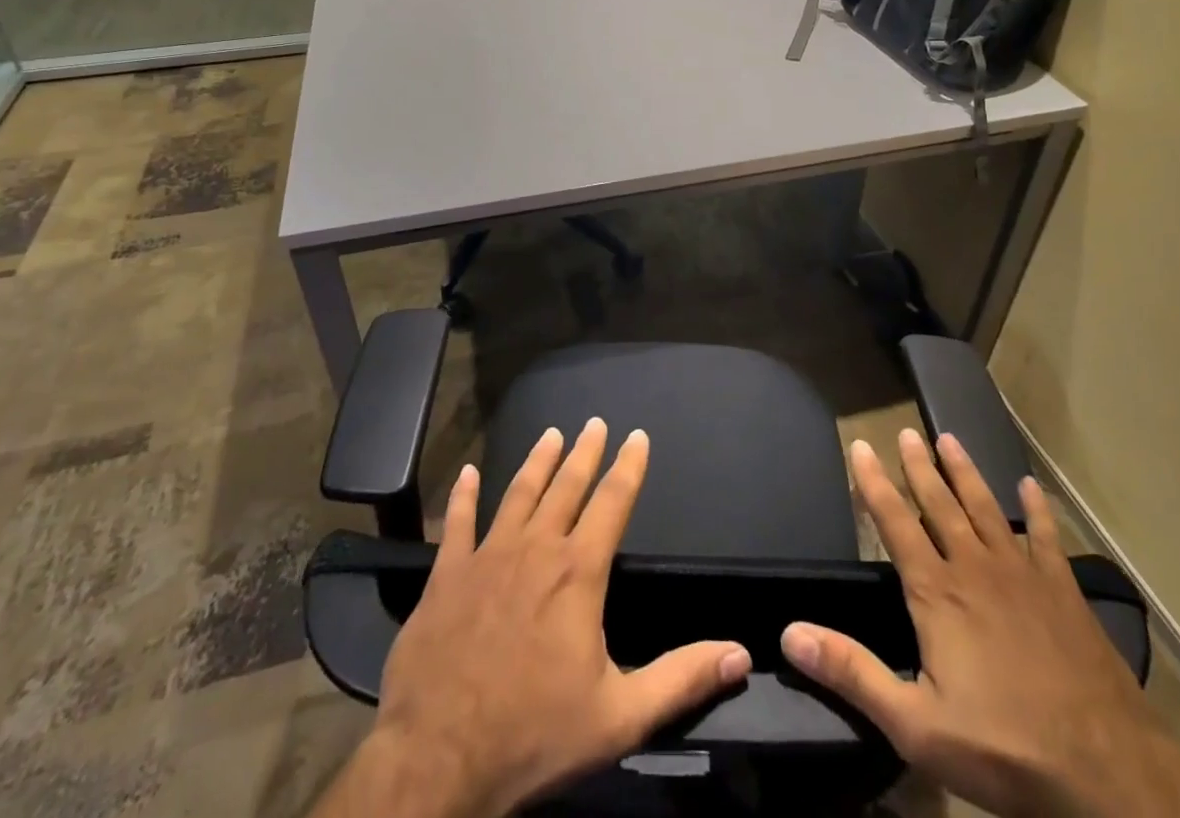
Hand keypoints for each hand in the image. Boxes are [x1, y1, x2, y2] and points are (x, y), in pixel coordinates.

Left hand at [319, 419, 751, 817]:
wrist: (439, 758)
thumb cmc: (534, 735)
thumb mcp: (620, 717)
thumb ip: (681, 679)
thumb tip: (740, 654)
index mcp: (578, 573)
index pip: (612, 503)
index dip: (629, 467)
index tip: (637, 435)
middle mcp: (535, 549)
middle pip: (566, 487)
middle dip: (585, 452)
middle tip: (595, 422)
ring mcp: (487, 556)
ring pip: (518, 493)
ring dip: (537, 462)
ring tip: (551, 433)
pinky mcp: (447, 574)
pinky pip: (458, 523)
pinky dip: (463, 495)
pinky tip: (468, 473)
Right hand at [780, 431, 1179, 817]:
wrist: (1108, 774)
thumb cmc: (1003, 748)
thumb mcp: (915, 725)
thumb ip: (852, 673)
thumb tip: (789, 633)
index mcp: (936, 591)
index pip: (894, 522)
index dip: (872, 482)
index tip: (859, 445)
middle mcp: (974, 567)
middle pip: (939, 504)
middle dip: (919, 466)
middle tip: (906, 431)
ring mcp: (1023, 575)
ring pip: (985, 508)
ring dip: (965, 473)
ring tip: (949, 439)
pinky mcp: (1063, 592)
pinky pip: (1046, 538)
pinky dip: (1036, 510)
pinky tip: (1030, 488)